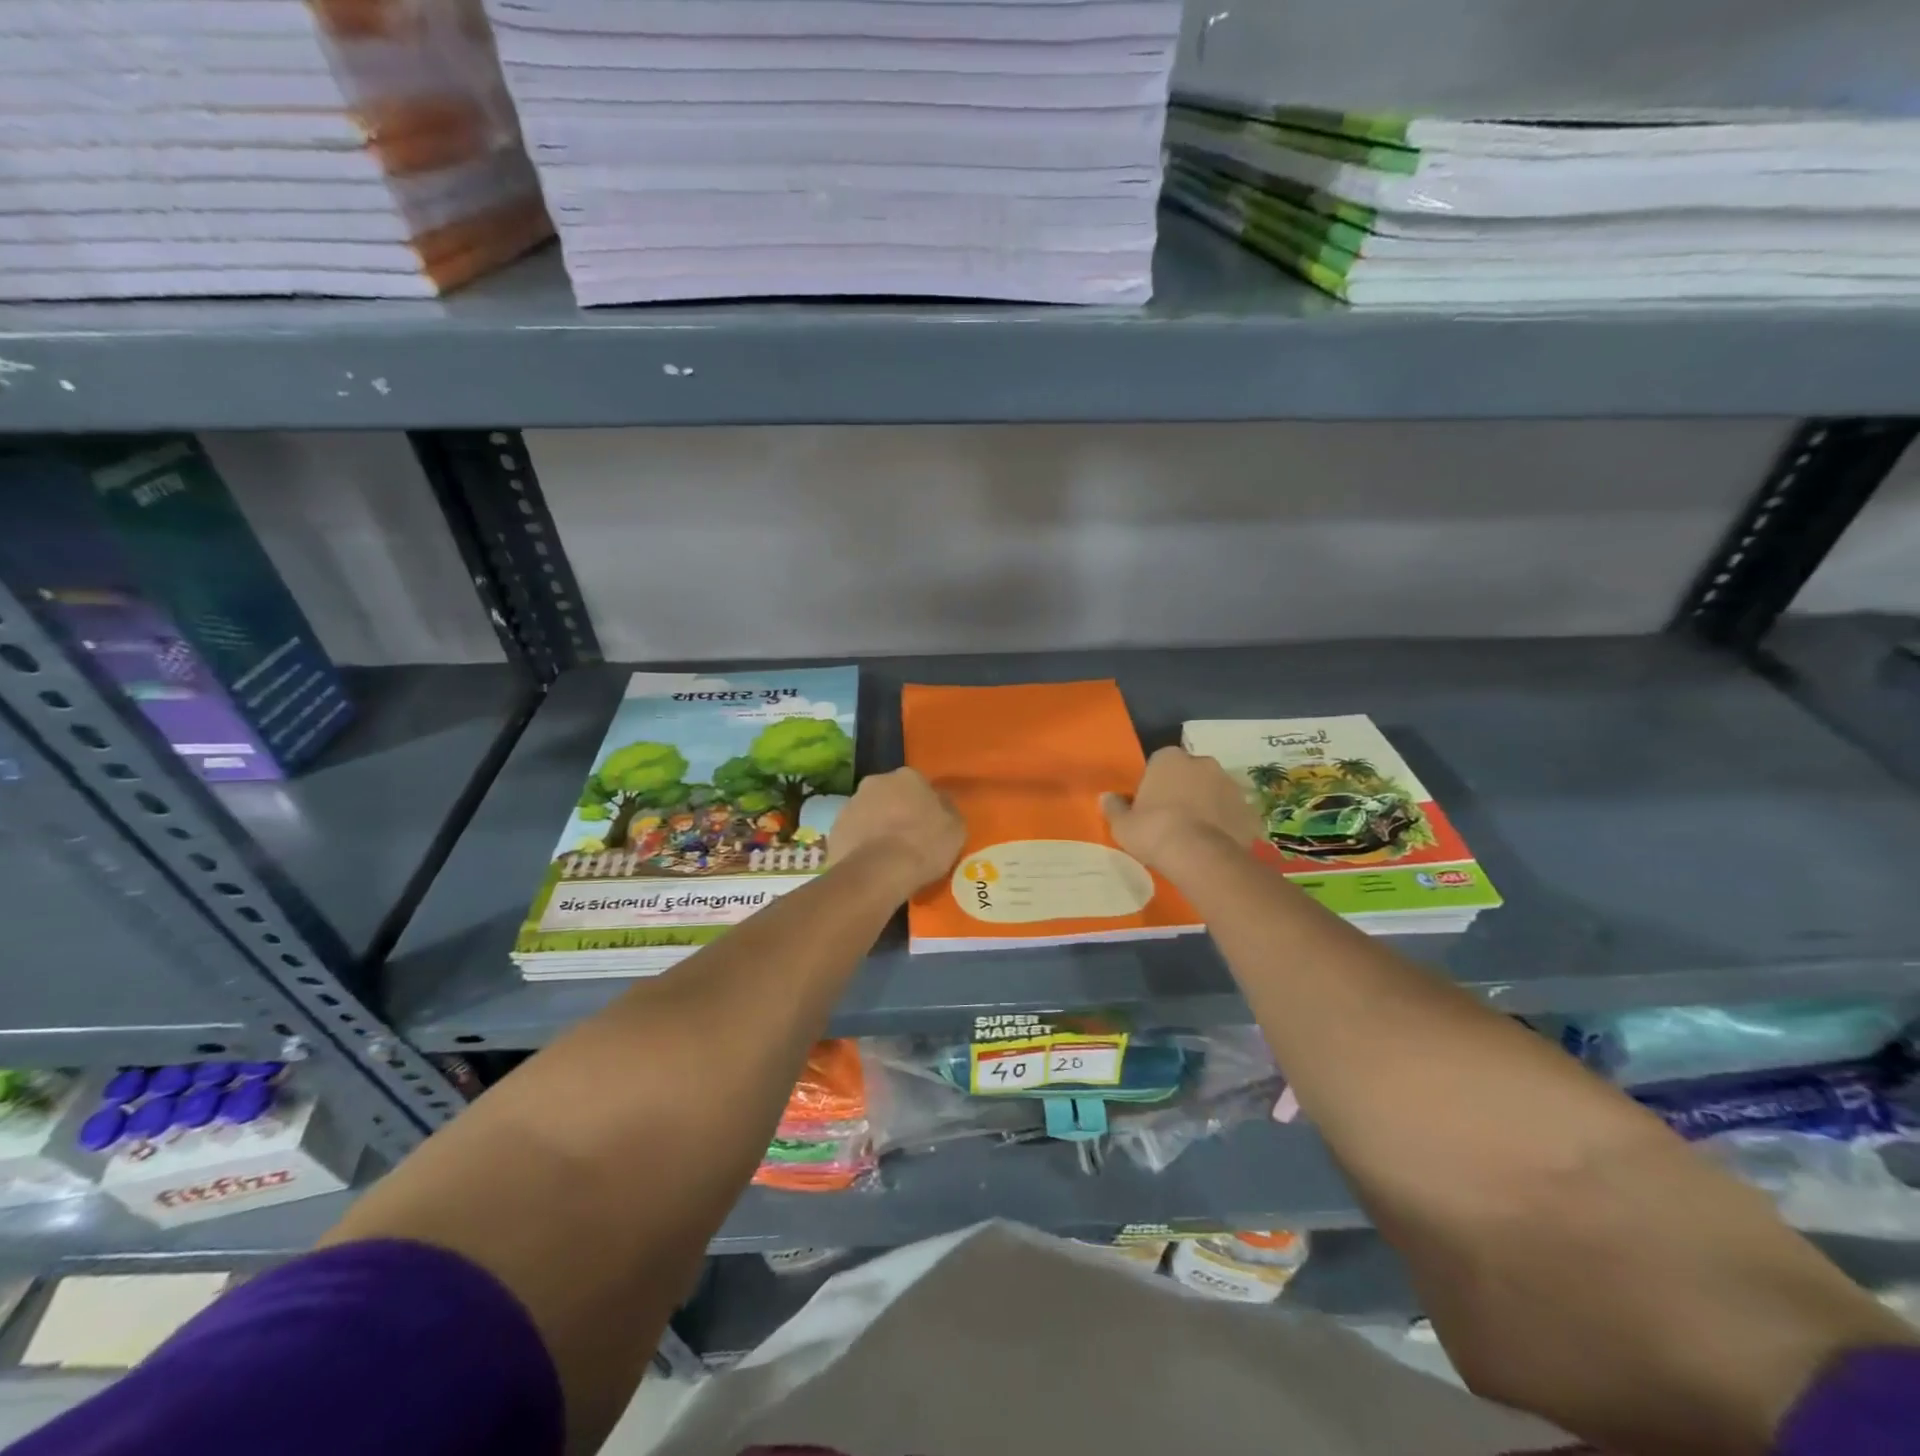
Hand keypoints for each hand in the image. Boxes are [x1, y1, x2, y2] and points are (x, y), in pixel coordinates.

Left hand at [829, 767, 965, 898]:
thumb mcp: (955, 828)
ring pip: (868, 813)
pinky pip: (853, 834)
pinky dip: (860, 844)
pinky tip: (870, 864)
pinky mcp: (834, 829)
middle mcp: (876, 782)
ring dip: (876, 826)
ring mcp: (850, 804)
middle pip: (889, 794)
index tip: (929, 825)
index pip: (918, 785)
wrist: (879, 872)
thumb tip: (941, 803)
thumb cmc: (924, 845)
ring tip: (887, 855)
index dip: (924, 805)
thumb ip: (947, 810)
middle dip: (896, 811)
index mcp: (907, 777)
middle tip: (908, 838)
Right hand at [1102, 747, 1260, 872]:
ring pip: (1214, 792)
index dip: (1154, 784)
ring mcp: (1230, 785)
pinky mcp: (1249, 809)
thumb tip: (1106, 797)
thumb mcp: (1122, 824)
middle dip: (1184, 790)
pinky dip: (1226, 824)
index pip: (1159, 763)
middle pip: (1190, 774)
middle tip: (1172, 819)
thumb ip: (1114, 807)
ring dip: (1207, 806)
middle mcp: (1203, 762)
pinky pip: (1233, 814)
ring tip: (1195, 836)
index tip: (1149, 805)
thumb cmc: (1154, 831)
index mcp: (1169, 758)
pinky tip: (1215, 845)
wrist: (1200, 856)